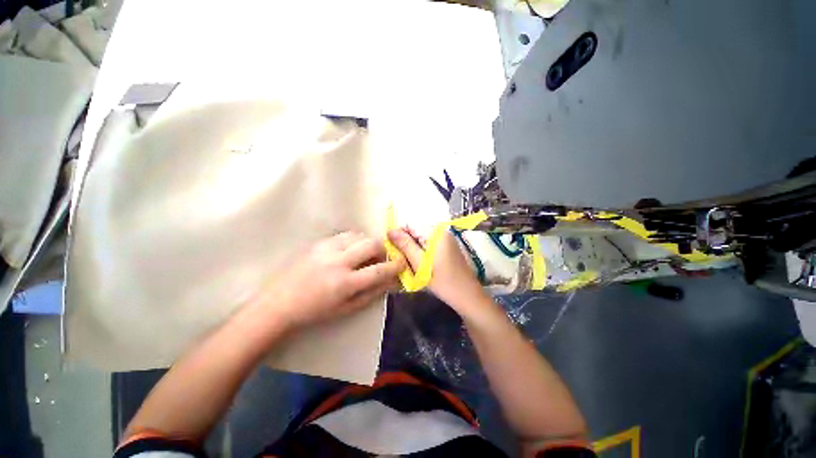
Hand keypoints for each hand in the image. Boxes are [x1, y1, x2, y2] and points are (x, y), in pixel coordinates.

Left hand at [255, 232, 404, 330]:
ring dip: (367, 243)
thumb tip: (391, 281)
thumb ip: (372, 293)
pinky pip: (344, 235)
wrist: (279, 303)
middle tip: (380, 258)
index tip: (402, 262)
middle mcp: (338, 261)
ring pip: (359, 235)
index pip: (379, 270)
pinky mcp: (318, 242)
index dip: (395, 265)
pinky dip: (354, 240)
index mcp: (345, 283)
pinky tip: (349, 251)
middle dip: (382, 249)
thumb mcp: (347, 309)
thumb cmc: (315, 311)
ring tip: (363, 254)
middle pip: (371, 244)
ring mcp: (327, 249)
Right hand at [387, 228, 484, 312]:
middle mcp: (442, 232)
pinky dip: (423, 253)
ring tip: (412, 265)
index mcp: (436, 232)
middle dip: (407, 244)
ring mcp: (447, 239)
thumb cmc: (442, 281)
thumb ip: (405, 245)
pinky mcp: (449, 248)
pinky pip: (430, 245)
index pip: (410, 225)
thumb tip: (390, 231)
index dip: (399, 236)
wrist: (467, 296)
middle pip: (417, 232)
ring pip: (422, 240)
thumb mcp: (420, 263)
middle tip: (403, 261)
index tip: (394, 251)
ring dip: (414, 250)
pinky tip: (422, 266)